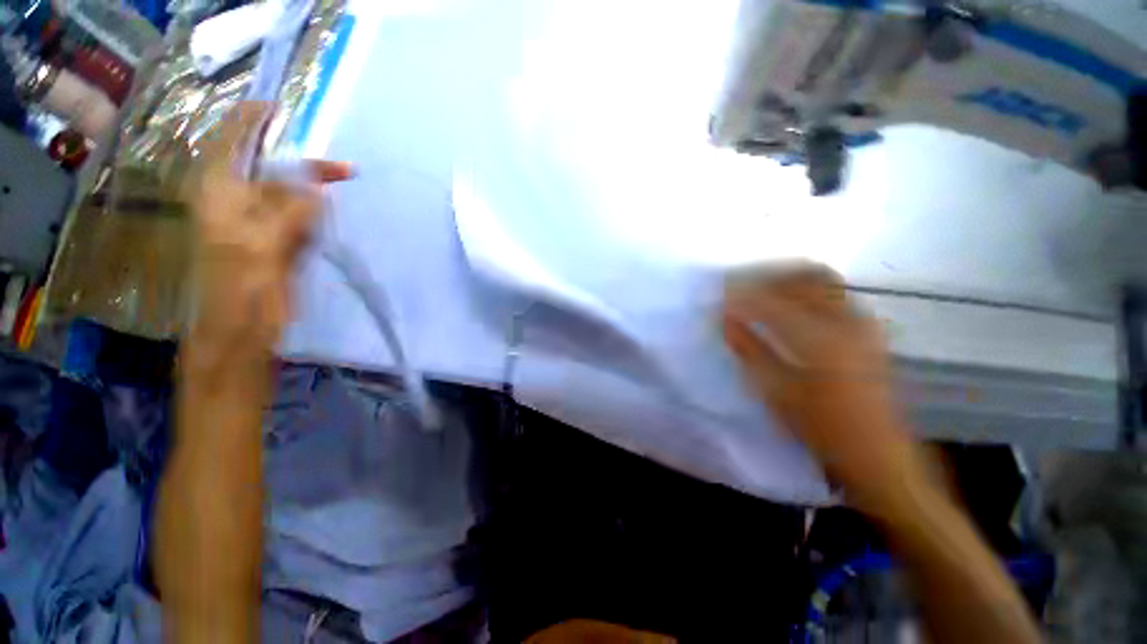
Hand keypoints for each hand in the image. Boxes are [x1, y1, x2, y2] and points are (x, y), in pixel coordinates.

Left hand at [187, 102, 351, 365]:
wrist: (240, 336)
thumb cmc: (239, 293)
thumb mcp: (261, 247)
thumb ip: (290, 213)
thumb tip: (318, 188)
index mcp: (219, 196)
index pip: (231, 143)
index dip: (253, 122)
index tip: (284, 110)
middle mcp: (234, 204)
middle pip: (268, 170)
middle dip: (302, 166)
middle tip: (345, 169)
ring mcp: (256, 226)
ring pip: (287, 197)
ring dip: (313, 192)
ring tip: (344, 186)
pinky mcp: (275, 246)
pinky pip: (299, 222)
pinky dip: (316, 216)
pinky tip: (331, 217)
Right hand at [723, 264, 913, 499]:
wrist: (878, 453)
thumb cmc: (821, 428)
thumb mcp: (775, 392)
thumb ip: (748, 349)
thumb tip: (725, 319)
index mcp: (820, 340)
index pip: (771, 301)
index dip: (741, 294)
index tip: (719, 294)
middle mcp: (846, 321)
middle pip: (802, 276)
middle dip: (765, 275)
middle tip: (739, 284)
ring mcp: (861, 321)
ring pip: (821, 279)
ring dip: (786, 277)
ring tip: (759, 288)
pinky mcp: (866, 327)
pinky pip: (833, 291)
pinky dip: (804, 287)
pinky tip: (788, 300)